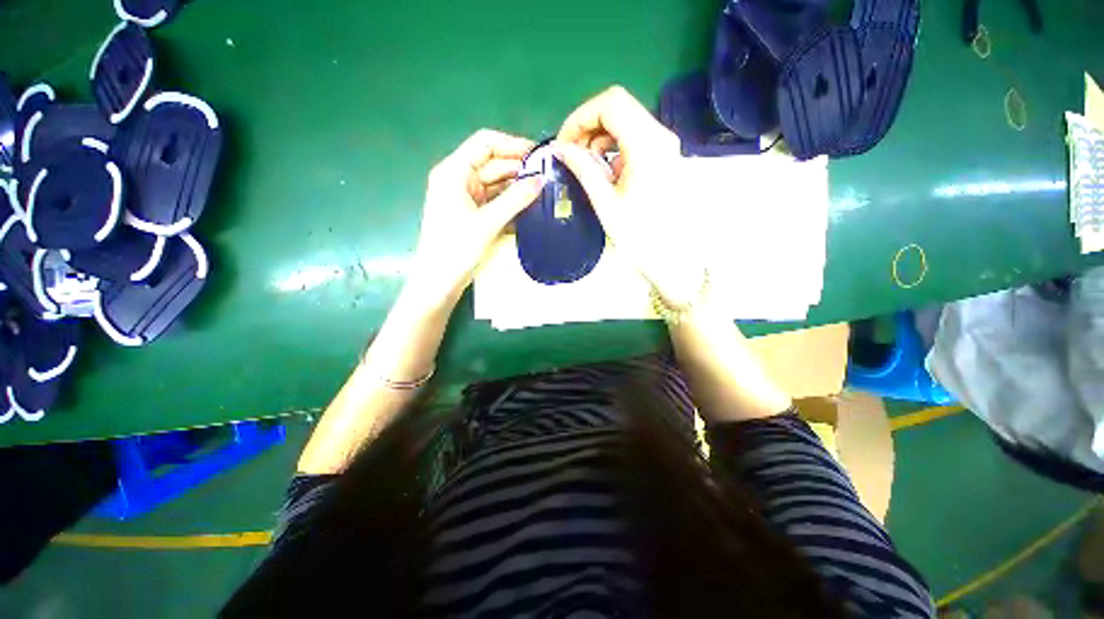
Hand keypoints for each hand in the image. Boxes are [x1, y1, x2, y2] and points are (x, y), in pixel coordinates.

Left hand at [408, 129, 543, 307]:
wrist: (439, 282)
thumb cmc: (457, 248)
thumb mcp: (488, 222)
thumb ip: (515, 199)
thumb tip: (542, 180)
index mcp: (454, 171)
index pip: (485, 143)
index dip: (512, 145)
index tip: (538, 155)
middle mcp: (458, 179)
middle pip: (492, 164)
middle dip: (518, 169)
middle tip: (547, 178)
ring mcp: (465, 198)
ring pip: (496, 184)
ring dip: (516, 188)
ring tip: (543, 193)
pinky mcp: (472, 214)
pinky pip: (494, 201)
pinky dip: (510, 203)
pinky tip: (529, 208)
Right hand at [554, 86, 706, 309]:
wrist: (671, 257)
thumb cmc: (638, 235)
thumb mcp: (605, 202)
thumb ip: (582, 169)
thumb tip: (560, 148)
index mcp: (647, 145)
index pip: (610, 104)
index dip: (580, 118)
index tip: (564, 143)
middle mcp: (660, 136)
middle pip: (618, 107)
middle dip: (588, 126)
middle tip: (571, 154)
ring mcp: (665, 145)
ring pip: (626, 121)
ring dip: (600, 137)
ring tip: (586, 165)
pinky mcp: (664, 156)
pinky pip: (634, 138)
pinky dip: (613, 147)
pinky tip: (606, 172)